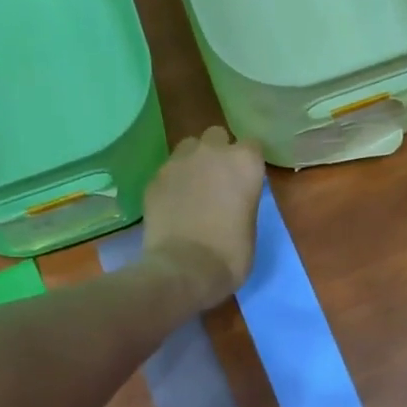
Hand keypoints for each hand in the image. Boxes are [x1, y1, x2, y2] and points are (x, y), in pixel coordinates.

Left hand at [143, 126, 265, 310]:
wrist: (184, 269)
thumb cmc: (230, 256)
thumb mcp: (251, 228)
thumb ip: (244, 202)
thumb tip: (234, 200)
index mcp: (245, 163)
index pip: (252, 147)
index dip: (248, 164)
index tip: (246, 181)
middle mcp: (212, 152)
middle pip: (217, 137)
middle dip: (218, 153)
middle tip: (218, 182)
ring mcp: (179, 162)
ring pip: (188, 147)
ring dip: (193, 162)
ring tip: (192, 189)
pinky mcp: (155, 178)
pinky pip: (167, 171)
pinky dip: (172, 183)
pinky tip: (173, 205)